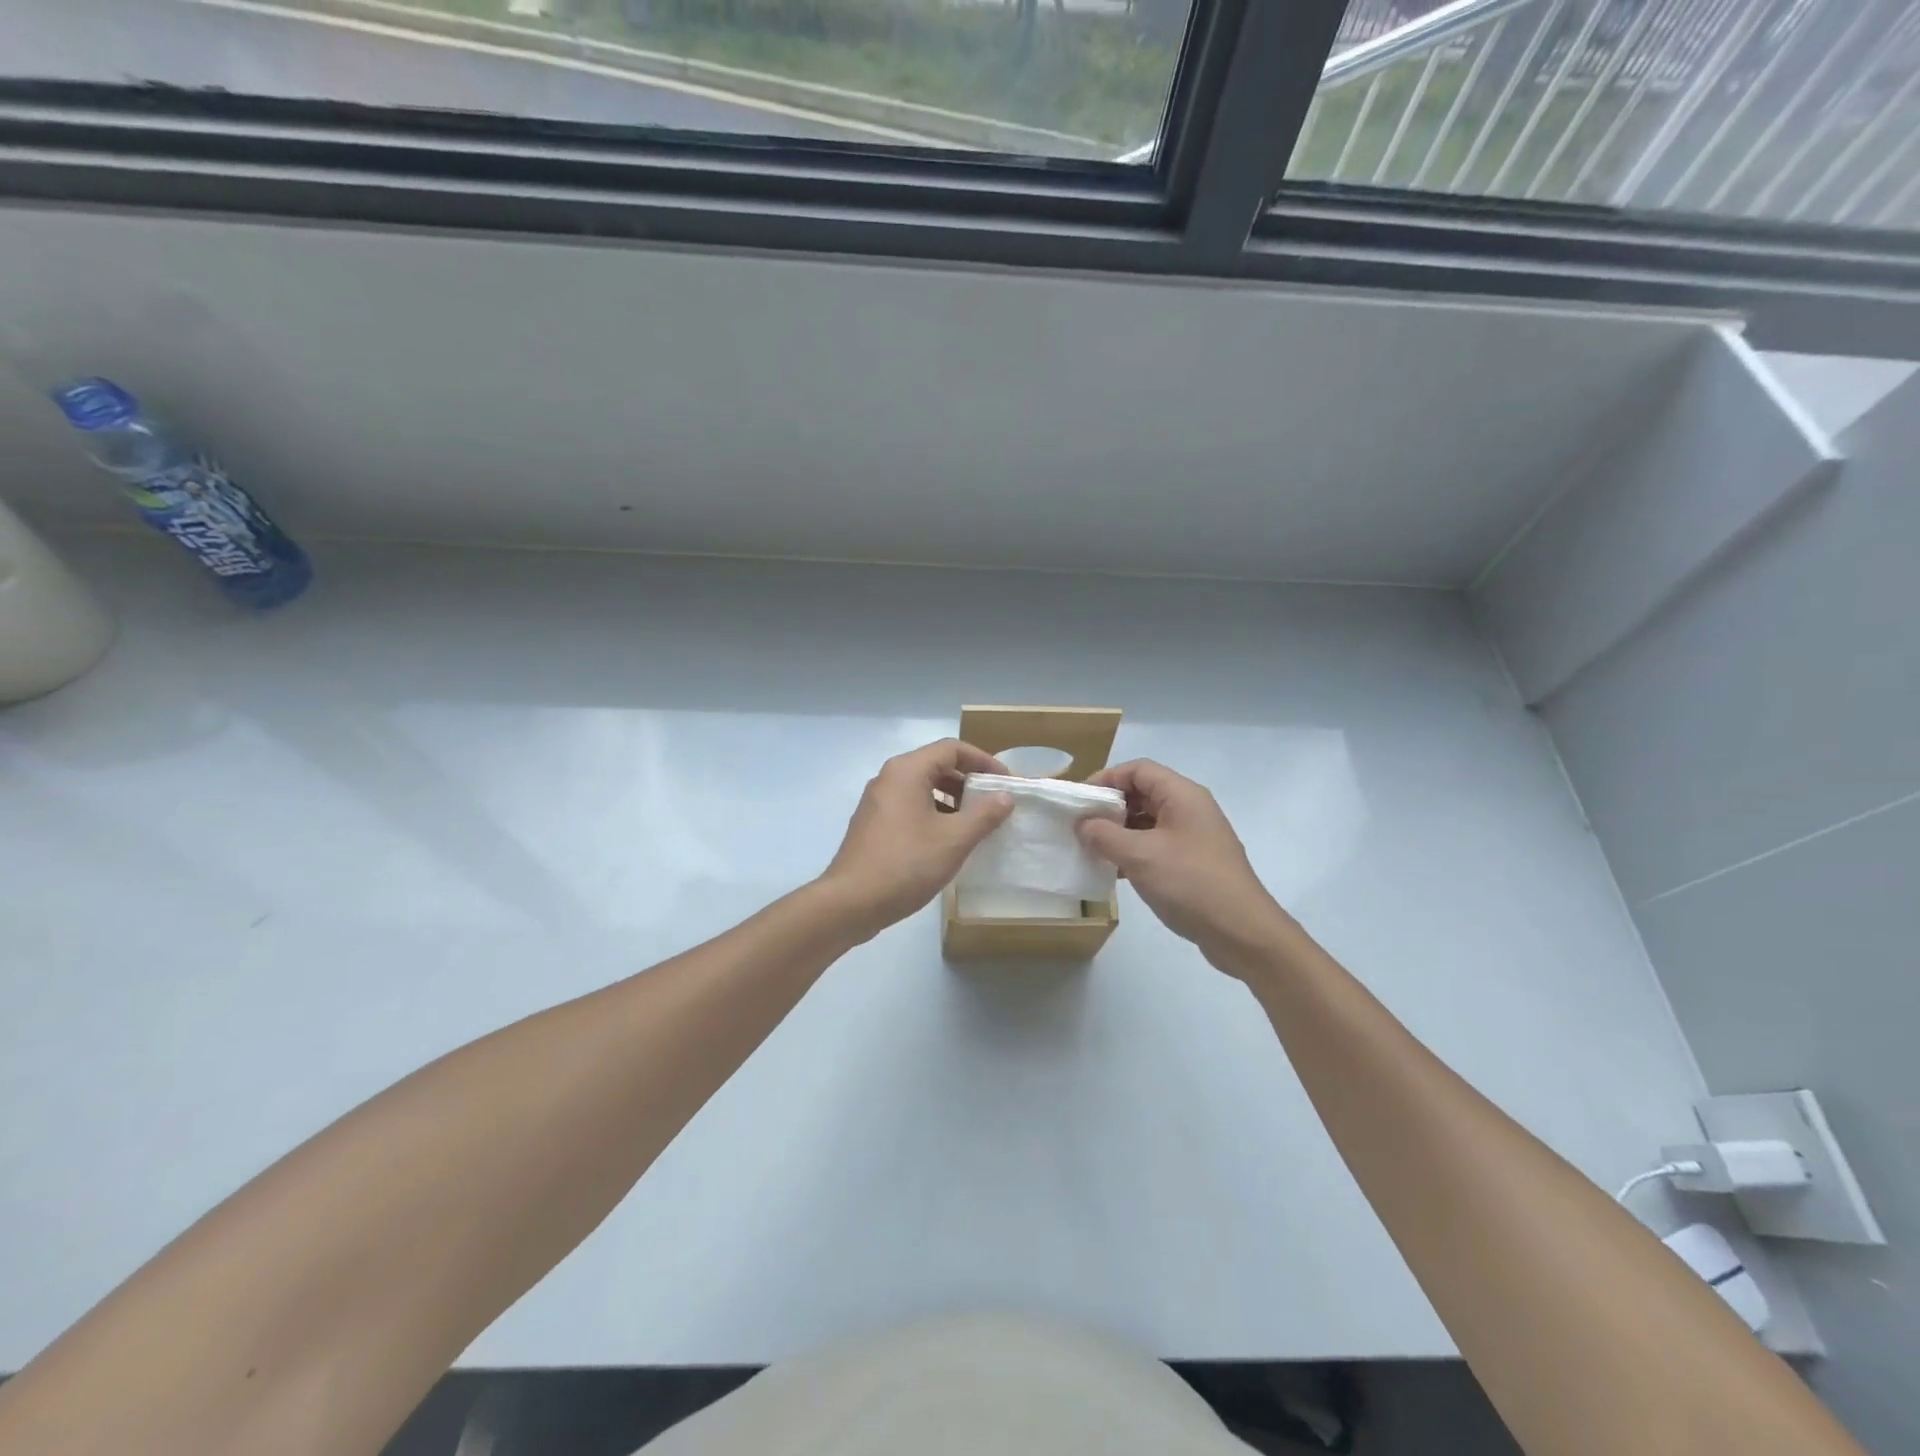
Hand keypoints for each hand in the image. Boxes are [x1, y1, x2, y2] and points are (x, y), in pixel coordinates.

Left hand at [820, 739, 1014, 938]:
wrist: (850, 903)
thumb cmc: (905, 864)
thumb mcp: (954, 840)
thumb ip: (984, 814)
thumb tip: (1005, 797)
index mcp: (907, 771)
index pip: (952, 749)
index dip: (984, 761)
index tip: (1006, 783)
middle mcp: (889, 778)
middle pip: (937, 765)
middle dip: (969, 781)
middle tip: (995, 803)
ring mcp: (878, 802)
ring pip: (923, 788)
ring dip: (953, 800)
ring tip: (977, 823)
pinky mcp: (873, 824)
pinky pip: (910, 807)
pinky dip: (934, 814)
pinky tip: (949, 841)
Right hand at [1076, 759, 1293, 977]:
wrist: (1242, 932)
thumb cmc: (1190, 883)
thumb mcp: (1140, 856)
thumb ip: (1104, 835)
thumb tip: (1082, 823)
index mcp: (1182, 795)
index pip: (1138, 770)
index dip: (1106, 778)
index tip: (1080, 801)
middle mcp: (1190, 809)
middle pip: (1143, 793)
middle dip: (1110, 807)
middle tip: (1081, 826)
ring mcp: (1194, 837)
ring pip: (1148, 822)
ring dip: (1119, 832)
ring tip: (1092, 849)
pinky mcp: (1193, 862)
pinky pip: (1157, 845)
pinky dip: (1133, 851)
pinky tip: (1114, 870)